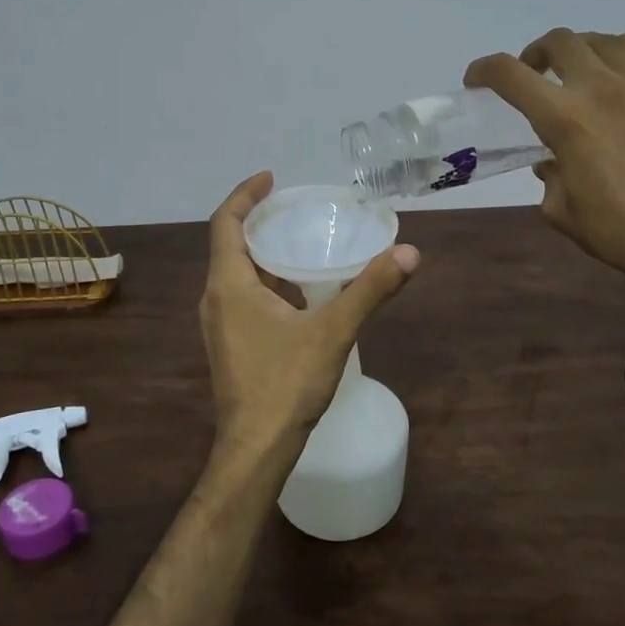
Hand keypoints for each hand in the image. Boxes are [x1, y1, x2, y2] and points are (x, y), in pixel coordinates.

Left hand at [199, 172, 419, 464]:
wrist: (255, 448)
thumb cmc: (286, 384)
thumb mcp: (332, 331)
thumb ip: (370, 290)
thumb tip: (409, 252)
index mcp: (229, 285)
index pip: (226, 223)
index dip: (246, 194)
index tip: (271, 178)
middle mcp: (215, 299)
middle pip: (231, 246)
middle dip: (260, 222)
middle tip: (295, 208)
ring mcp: (219, 325)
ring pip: (238, 275)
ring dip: (264, 256)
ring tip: (302, 244)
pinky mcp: (229, 345)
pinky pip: (243, 299)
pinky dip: (267, 284)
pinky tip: (300, 294)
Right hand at [463, 29, 624, 272]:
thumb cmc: (618, 229)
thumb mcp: (562, 211)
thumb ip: (550, 178)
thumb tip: (552, 163)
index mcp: (564, 118)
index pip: (510, 75)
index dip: (485, 70)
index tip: (477, 80)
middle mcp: (601, 87)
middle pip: (560, 41)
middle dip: (536, 53)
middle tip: (535, 74)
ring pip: (604, 40)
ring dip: (582, 51)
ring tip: (583, 74)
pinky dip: (621, 60)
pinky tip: (623, 84)